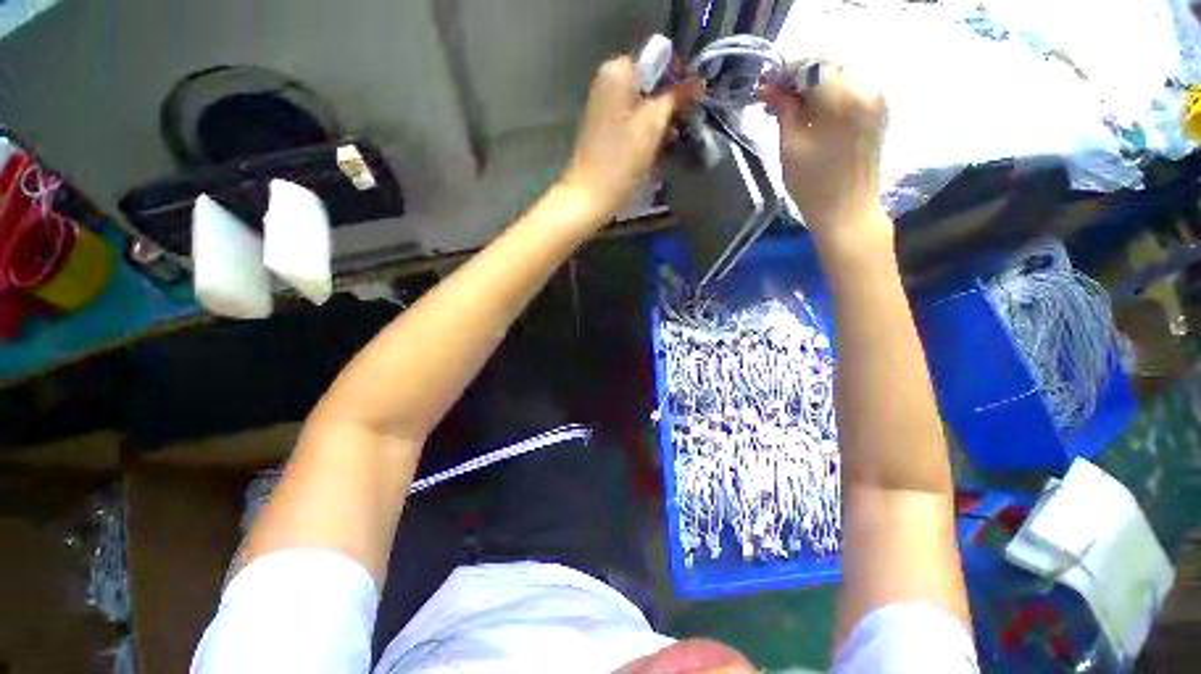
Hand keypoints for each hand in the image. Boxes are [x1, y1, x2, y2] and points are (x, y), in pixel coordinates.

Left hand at [560, 56, 697, 224]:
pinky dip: (644, 133)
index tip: (693, 101)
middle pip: (649, 85)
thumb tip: (697, 83)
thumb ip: (675, 98)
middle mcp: (606, 83)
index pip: (657, 62)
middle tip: (682, 125)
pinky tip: (653, 151)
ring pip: (641, 107)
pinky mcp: (603, 131)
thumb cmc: (620, 160)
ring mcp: (603, 108)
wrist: (590, 196)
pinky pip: (631, 123)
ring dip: (658, 122)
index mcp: (616, 72)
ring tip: (670, 142)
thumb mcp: (652, 125)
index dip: (678, 80)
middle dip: (668, 104)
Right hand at [760, 62, 890, 247]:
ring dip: (810, 84)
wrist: (847, 211)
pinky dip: (826, 93)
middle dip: (797, 76)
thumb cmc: (813, 185)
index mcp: (845, 97)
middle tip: (772, 98)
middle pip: (827, 63)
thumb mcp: (790, 146)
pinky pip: (849, 88)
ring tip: (786, 107)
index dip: (784, 71)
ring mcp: (876, 98)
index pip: (811, 64)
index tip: (764, 86)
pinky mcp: (877, 109)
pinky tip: (809, 111)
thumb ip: (782, 109)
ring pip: (838, 74)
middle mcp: (867, 88)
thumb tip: (767, 87)